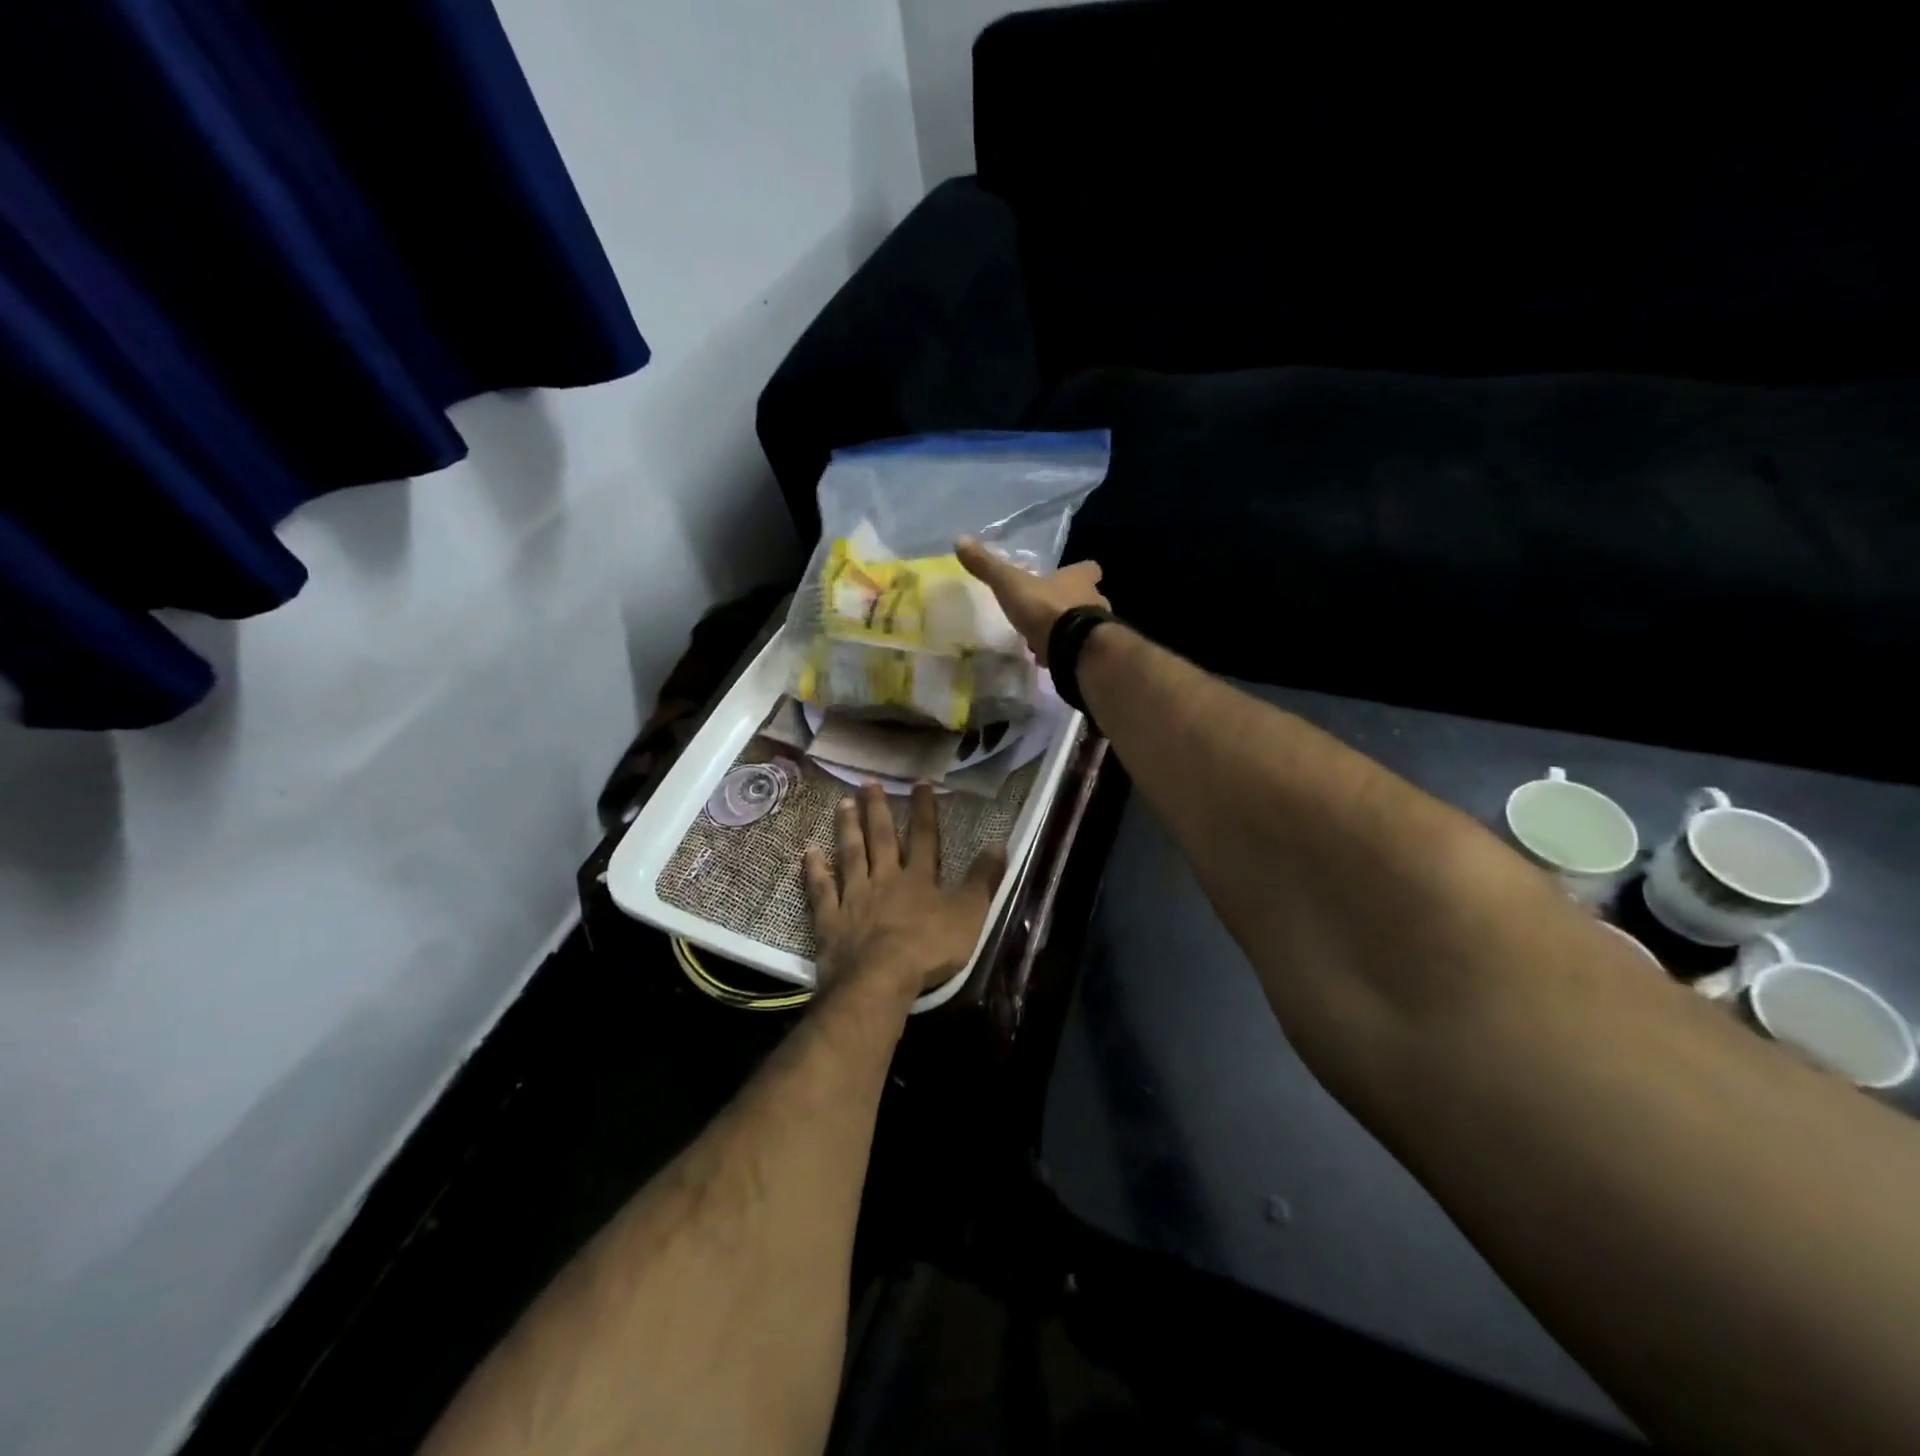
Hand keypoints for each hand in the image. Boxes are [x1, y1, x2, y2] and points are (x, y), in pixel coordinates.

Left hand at [805, 782, 1006, 999]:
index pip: (924, 836)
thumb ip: (983, 880)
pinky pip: (821, 889)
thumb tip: (999, 844)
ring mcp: (854, 897)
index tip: (920, 782)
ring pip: (850, 855)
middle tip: (868, 783)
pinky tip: (809, 851)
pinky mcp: (830, 919)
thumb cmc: (929, 949)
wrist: (879, 980)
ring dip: (847, 828)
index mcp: (919, 879)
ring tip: (842, 803)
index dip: (924, 809)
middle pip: (880, 838)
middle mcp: (884, 879)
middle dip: (877, 809)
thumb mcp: (969, 915)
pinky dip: (815, 870)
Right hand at [955, 538, 1108, 665]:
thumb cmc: (1044, 608)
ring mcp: (1097, 631)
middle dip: (1072, 602)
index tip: (1067, 576)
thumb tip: (960, 539)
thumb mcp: (1010, 584)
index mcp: (1078, 580)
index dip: (1080, 571)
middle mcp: (1094, 600)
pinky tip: (1050, 658)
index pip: (1089, 568)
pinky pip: (1079, 650)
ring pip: (1086, 625)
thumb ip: (988, 566)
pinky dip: (1067, 652)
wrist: (1072, 648)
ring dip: (1070, 629)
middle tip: (1052, 610)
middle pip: (1089, 597)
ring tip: (1047, 637)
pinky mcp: (1091, 654)